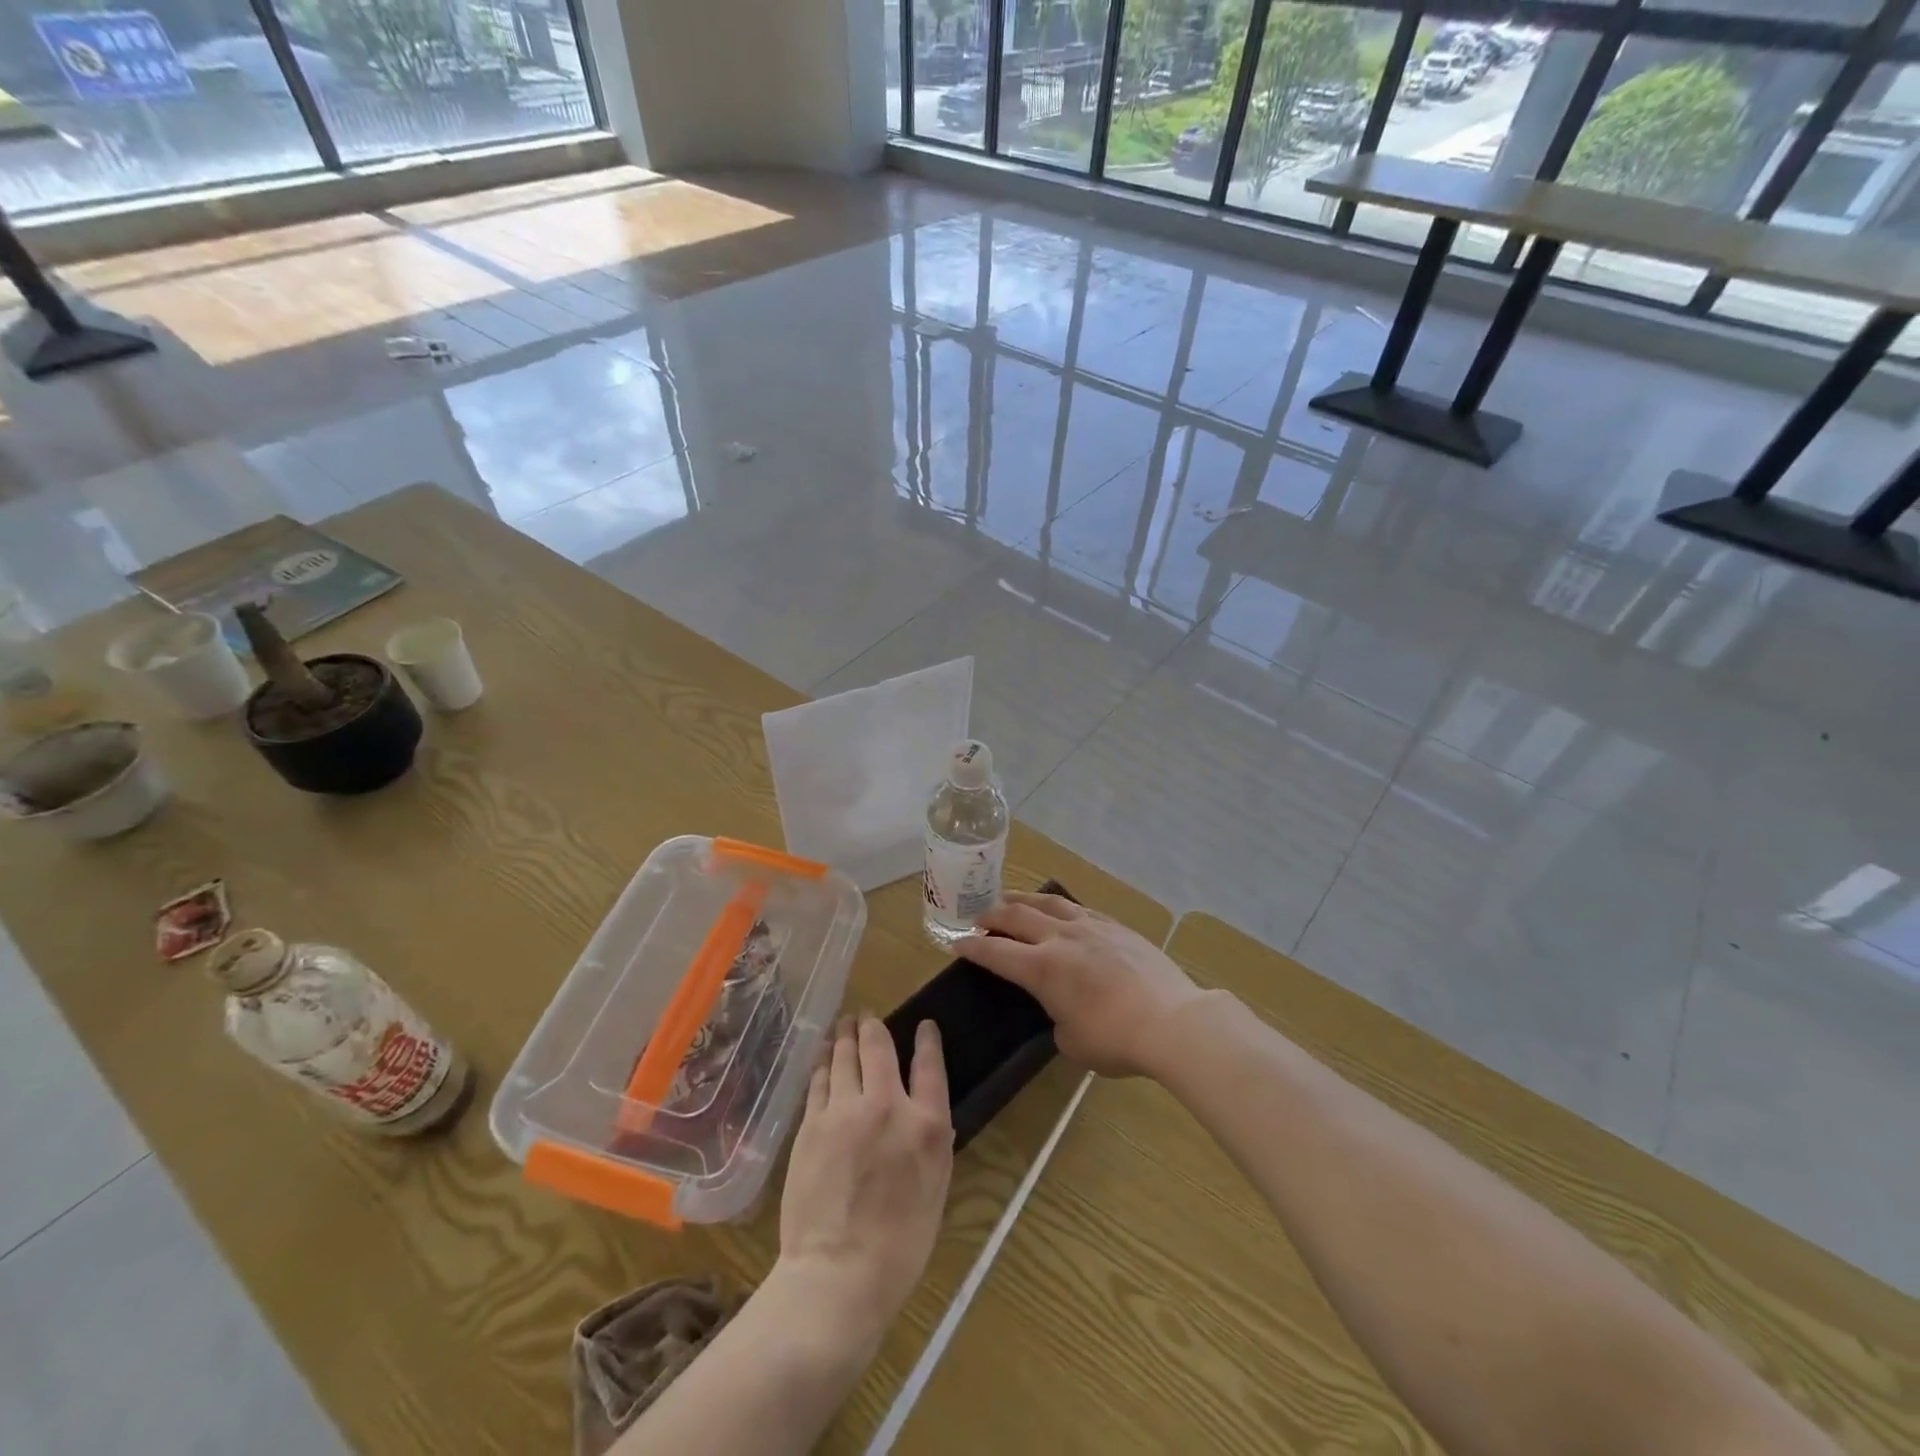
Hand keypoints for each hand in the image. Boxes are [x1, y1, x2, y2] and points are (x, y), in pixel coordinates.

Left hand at [776, 1015, 952, 1358]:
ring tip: (845, 1023)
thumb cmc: (899, 1246)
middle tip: (869, 1016)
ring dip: (846, 1034)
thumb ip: (932, 1145)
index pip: (929, 1066)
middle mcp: (888, 1106)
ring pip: (845, 1056)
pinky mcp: (812, 1124)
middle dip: (874, 1026)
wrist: (838, 1275)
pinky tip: (824, 1053)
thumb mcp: (935, 1192)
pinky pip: (820, 1080)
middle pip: (880, 1048)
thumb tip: (931, 1118)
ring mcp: (845, 1111)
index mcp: (927, 1126)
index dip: (927, 1040)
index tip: (924, 1025)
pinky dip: (824, 1060)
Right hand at [958, 892, 1208, 1078]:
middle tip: (980, 918)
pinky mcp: (1116, 926)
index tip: (957, 943)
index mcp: (1042, 968)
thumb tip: (1062, 1011)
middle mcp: (1060, 938)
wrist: (1172, 1020)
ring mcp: (1090, 927)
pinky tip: (1061, 911)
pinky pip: (1079, 908)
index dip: (972, 947)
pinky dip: (1060, 907)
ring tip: (1011, 899)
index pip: (996, 951)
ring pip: (1047, 903)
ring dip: (1023, 899)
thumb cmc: (1116, 1039)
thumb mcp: (1072, 1042)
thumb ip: (1057, 1021)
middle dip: (993, 915)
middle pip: (1017, 916)